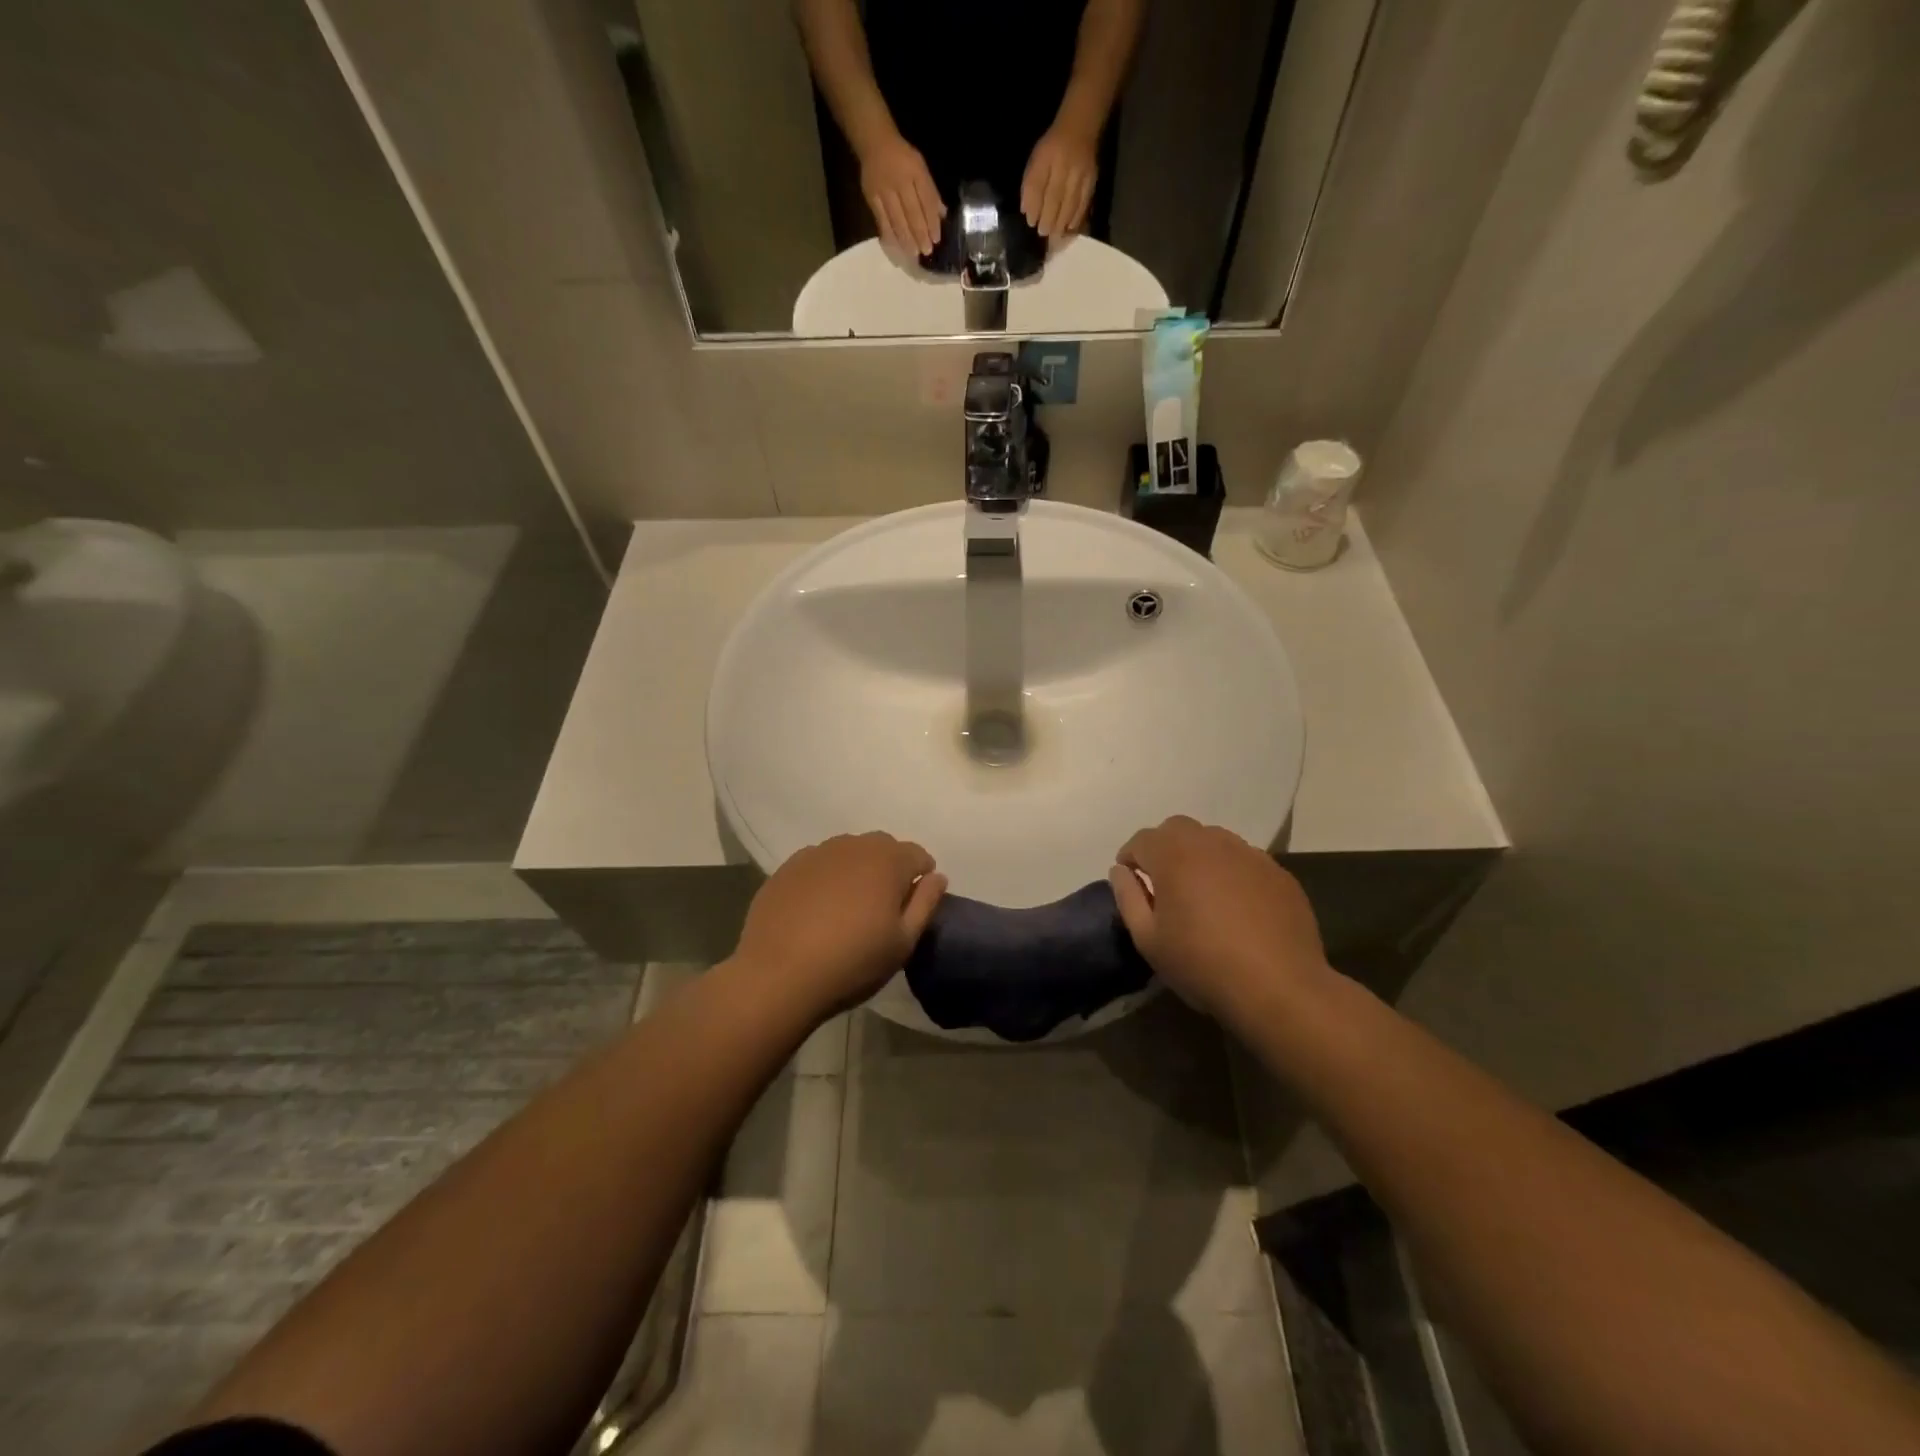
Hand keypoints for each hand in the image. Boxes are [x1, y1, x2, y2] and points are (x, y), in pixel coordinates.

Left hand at [734, 832, 947, 1018]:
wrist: (778, 976)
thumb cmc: (852, 962)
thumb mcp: (903, 942)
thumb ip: (926, 903)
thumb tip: (937, 876)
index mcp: (888, 861)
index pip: (918, 855)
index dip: (921, 880)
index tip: (911, 908)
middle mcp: (854, 845)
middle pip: (883, 848)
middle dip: (890, 870)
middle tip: (882, 909)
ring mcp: (817, 853)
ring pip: (849, 853)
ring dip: (857, 871)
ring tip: (848, 908)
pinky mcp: (788, 867)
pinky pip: (819, 864)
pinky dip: (826, 878)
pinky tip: (817, 910)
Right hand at [859, 133, 944, 256]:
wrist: (875, 143)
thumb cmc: (903, 158)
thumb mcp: (921, 168)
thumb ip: (930, 192)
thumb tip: (942, 215)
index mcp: (915, 172)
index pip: (926, 201)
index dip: (932, 222)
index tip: (936, 239)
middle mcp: (900, 181)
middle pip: (912, 213)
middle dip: (920, 234)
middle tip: (926, 251)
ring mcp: (884, 190)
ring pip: (897, 220)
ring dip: (907, 239)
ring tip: (914, 253)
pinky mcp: (872, 198)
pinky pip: (882, 221)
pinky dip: (890, 236)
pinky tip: (896, 248)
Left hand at [1021, 122, 1098, 237]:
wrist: (1080, 127)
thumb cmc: (1052, 148)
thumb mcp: (1036, 159)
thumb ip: (1030, 184)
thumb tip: (1027, 211)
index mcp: (1046, 156)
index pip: (1037, 185)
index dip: (1034, 207)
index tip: (1031, 223)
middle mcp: (1063, 163)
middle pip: (1054, 197)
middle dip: (1047, 219)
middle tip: (1043, 233)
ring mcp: (1079, 172)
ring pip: (1069, 203)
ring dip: (1061, 223)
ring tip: (1055, 236)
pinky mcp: (1091, 179)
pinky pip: (1083, 203)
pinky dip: (1076, 218)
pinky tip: (1069, 227)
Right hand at [1109, 817, 1331, 1029]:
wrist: (1280, 987)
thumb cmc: (1202, 964)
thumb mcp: (1148, 939)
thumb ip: (1128, 897)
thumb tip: (1120, 871)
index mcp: (1174, 855)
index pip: (1142, 839)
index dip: (1130, 858)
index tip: (1131, 880)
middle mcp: (1211, 843)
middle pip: (1178, 829)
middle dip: (1163, 848)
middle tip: (1163, 882)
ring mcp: (1249, 855)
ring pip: (1213, 840)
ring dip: (1198, 856)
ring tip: (1200, 892)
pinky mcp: (1278, 873)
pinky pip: (1244, 860)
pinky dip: (1231, 872)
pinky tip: (1236, 906)